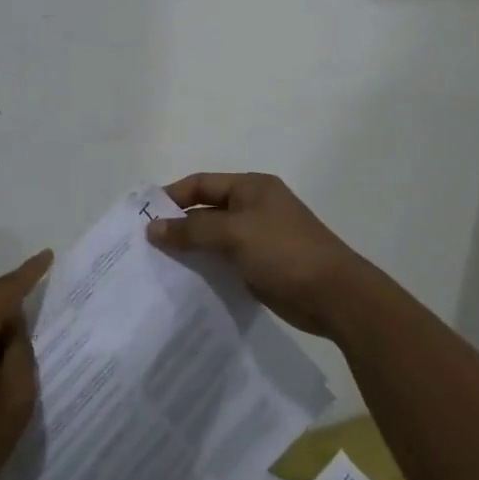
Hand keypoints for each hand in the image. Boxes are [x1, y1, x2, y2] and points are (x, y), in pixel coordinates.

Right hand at [147, 173, 366, 338]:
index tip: (144, 217)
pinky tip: (186, 282)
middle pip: (207, 210)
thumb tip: (153, 228)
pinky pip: (226, 260)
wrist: (335, 296)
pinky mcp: (262, 265)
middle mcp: (254, 207)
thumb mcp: (235, 234)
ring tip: (158, 266)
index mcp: (251, 187)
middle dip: (178, 225)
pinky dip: (207, 267)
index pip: (202, 183)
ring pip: (215, 238)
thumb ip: (192, 229)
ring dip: (191, 248)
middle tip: (146, 245)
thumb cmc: (284, 252)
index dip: (172, 197)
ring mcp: (260, 237)